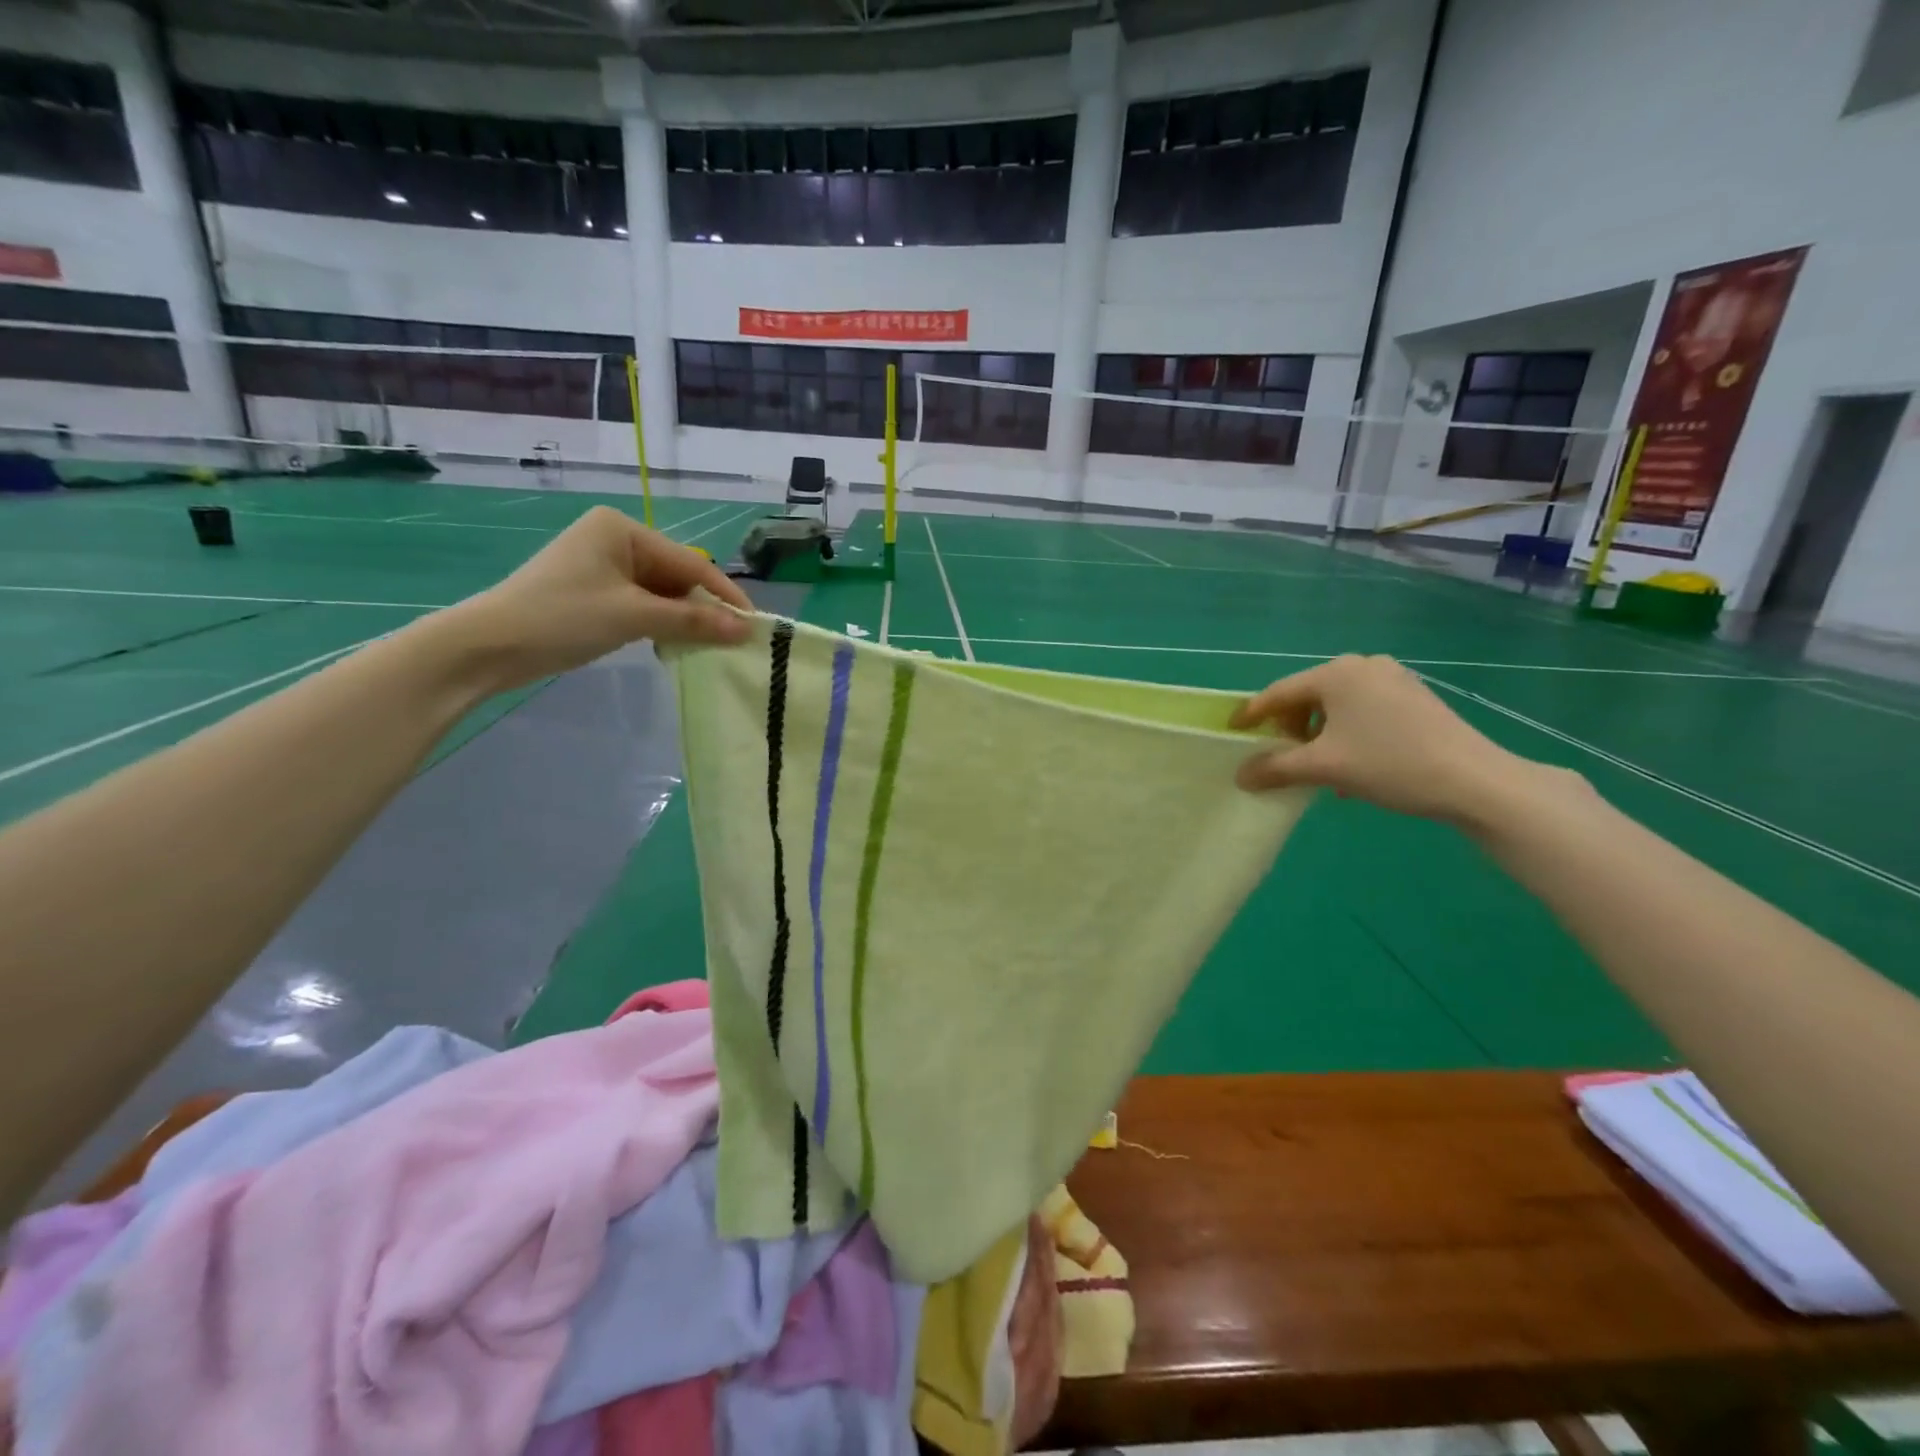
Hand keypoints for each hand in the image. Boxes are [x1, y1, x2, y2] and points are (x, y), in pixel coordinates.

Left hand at [446, 506, 752, 689]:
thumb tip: (746, 630)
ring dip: (682, 619)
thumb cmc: (562, 618)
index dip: (724, 595)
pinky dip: (659, 623)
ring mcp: (602, 565)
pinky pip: (641, 604)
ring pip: (661, 593)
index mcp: (622, 529)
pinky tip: (672, 644)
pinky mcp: (593, 591)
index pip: (689, 563)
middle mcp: (614, 539)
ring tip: (707, 646)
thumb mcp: (634, 617)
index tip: (754, 624)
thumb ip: (693, 621)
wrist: (488, 646)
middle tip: (732, 641)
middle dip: (702, 609)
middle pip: (676, 576)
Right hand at [1231, 654, 1528, 821]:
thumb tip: (1240, 776)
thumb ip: (1275, 768)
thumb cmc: (1390, 764)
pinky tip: (1352, 765)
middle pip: (1308, 696)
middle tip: (1283, 757)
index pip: (1279, 693)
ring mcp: (1393, 679)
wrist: (1474, 781)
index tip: (1231, 730)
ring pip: (1337, 706)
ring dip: (1319, 735)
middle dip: (1291, 728)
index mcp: (1336, 673)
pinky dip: (1346, 733)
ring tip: (1319, 767)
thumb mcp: (1324, 768)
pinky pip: (1362, 711)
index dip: (1252, 714)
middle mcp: (1362, 666)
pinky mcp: (1414, 697)